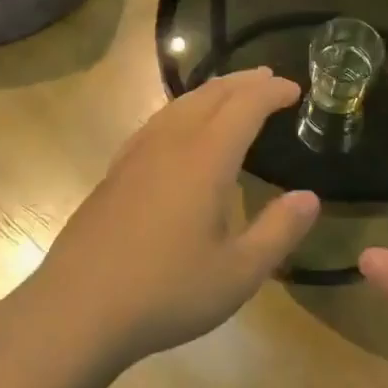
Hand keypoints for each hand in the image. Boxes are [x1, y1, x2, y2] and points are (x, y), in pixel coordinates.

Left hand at [35, 68, 319, 365]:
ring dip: (211, 91)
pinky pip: (157, 121)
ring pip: (179, 104)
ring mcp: (136, 155)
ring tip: (231, 92)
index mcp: (205, 159)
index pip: (244, 106)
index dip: (272, 92)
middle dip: (243, 82)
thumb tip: (309, 197)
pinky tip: (180, 127)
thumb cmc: (166, 291)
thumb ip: (278, 231)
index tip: (295, 90)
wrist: (78, 308)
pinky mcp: (115, 171)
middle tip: (268, 79)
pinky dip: (183, 109)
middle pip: (210, 95)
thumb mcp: (238, 273)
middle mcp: (170, 143)